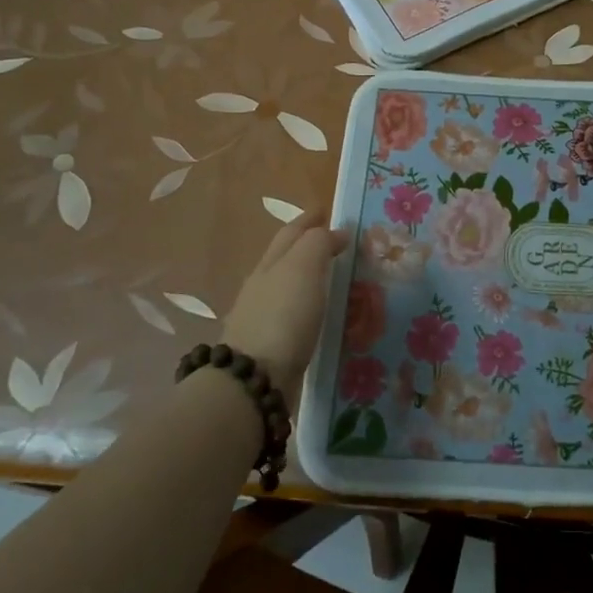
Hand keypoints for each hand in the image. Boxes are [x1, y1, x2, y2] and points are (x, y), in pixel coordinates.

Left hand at [221, 212, 349, 403]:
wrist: (254, 380)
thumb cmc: (283, 316)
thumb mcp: (303, 268)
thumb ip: (318, 243)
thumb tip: (335, 232)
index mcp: (270, 263)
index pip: (291, 232)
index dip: (310, 220)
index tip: (329, 212)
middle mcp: (262, 286)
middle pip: (285, 257)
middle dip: (307, 245)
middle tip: (338, 244)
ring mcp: (262, 317)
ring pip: (288, 287)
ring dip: (308, 278)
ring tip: (334, 279)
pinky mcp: (270, 346)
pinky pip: (293, 316)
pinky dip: (308, 308)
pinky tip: (320, 316)